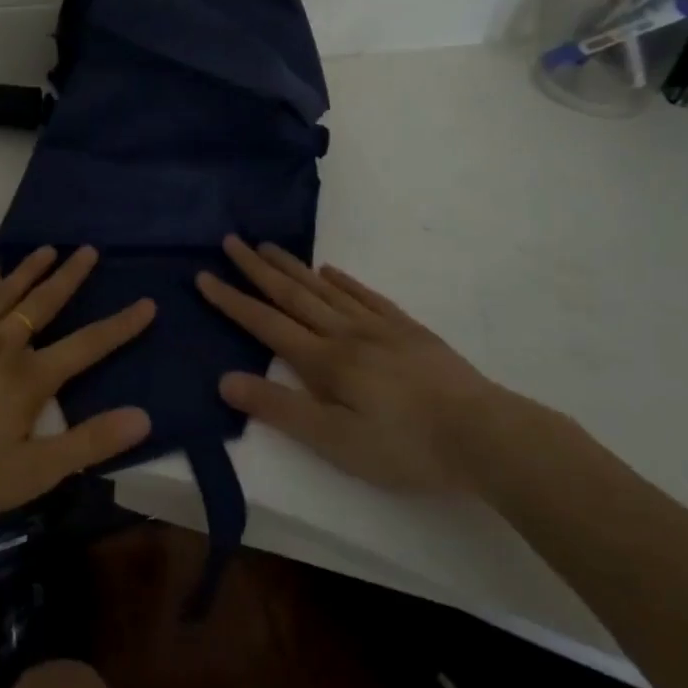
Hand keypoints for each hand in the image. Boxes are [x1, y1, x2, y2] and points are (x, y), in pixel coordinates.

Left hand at [0, 246, 153, 533]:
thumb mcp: (32, 473)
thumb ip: (89, 443)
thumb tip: (143, 416)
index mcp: (28, 378)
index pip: (87, 345)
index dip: (120, 325)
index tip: (146, 303)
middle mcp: (0, 344)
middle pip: (43, 303)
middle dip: (70, 276)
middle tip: (88, 250)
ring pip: (2, 292)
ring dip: (27, 270)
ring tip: (48, 249)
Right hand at [197, 236, 503, 493]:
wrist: (484, 434)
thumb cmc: (405, 447)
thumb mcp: (336, 441)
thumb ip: (280, 409)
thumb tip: (225, 380)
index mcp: (324, 361)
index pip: (266, 324)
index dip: (232, 300)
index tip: (204, 275)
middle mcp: (344, 333)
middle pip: (292, 295)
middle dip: (257, 268)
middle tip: (231, 240)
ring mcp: (378, 327)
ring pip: (325, 289)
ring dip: (292, 267)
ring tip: (268, 245)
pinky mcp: (408, 330)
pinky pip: (366, 296)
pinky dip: (344, 281)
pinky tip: (330, 271)